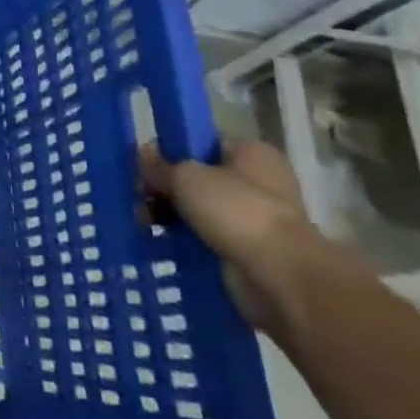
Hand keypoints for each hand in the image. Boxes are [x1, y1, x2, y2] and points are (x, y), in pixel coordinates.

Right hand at [139, 139, 332, 333]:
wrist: (279, 275)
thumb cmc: (236, 211)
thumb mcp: (186, 177)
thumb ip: (160, 166)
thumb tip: (142, 154)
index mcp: (252, 152)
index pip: (203, 143)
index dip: (172, 151)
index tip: (145, 166)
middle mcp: (259, 181)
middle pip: (200, 177)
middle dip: (167, 188)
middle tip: (140, 197)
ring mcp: (257, 218)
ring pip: (201, 209)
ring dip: (172, 215)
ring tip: (144, 222)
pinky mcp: (250, 250)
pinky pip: (208, 237)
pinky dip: (187, 239)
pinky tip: (161, 241)